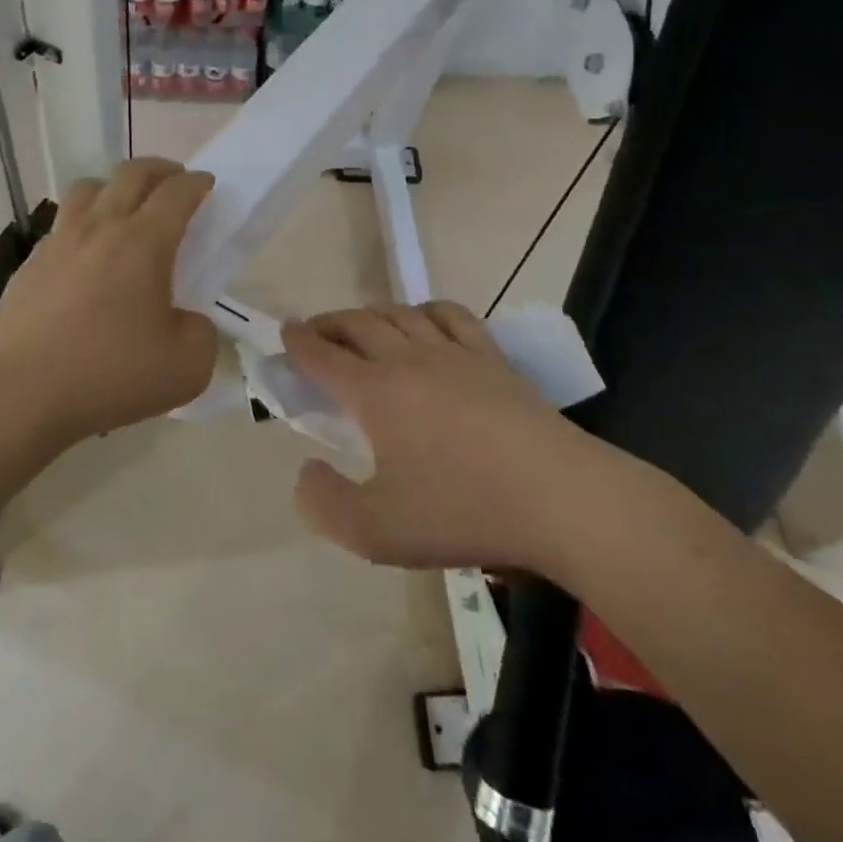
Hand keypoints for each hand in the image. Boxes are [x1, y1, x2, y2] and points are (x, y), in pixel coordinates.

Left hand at [0, 158, 218, 443]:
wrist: (20, 394)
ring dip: (116, 186)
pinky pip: (62, 223)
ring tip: (126, 208)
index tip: (207, 185)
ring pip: (89, 187)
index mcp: (144, 242)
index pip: (177, 192)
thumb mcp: (188, 367)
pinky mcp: (31, 263)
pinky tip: (87, 254)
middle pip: (132, 172)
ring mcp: (60, 241)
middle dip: (161, 169)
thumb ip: (201, 333)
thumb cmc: (110, 375)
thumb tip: (186, 320)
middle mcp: (101, 227)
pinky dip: (84, 222)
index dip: (197, 183)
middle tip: (175, 183)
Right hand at [284, 302, 632, 575]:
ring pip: (400, 313)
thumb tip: (305, 471)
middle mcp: (408, 359)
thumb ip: (324, 504)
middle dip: (329, 322)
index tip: (284, 330)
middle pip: (358, 324)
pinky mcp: (491, 358)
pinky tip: (426, 321)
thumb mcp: (376, 532)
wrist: (558, 498)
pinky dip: (426, 309)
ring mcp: (453, 353)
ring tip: (362, 324)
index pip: (324, 356)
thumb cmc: (462, 511)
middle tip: (314, 330)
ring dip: (371, 313)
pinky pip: (450, 315)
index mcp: (375, 393)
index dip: (299, 342)